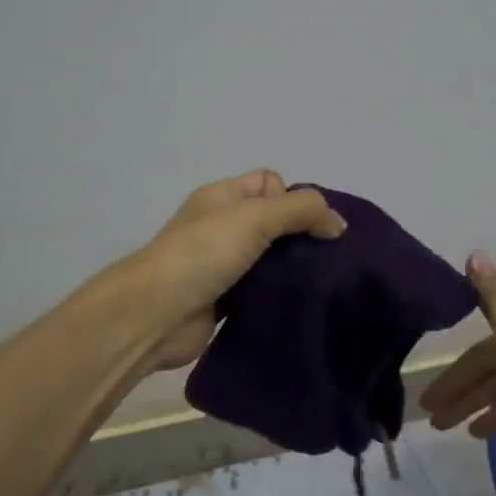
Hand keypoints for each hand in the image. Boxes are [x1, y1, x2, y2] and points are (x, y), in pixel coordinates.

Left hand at [132, 170, 346, 371]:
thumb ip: (302, 211)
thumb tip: (338, 224)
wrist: (157, 313)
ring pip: (270, 259)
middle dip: (301, 236)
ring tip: (320, 283)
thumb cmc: (203, 253)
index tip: (305, 226)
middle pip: (273, 222)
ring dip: (292, 269)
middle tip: (325, 258)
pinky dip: (278, 295)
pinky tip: (298, 304)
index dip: (293, 198)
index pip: (270, 182)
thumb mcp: (256, 216)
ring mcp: (221, 265)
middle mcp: (221, 226)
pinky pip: (261, 291)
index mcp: (223, 197)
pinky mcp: (224, 301)